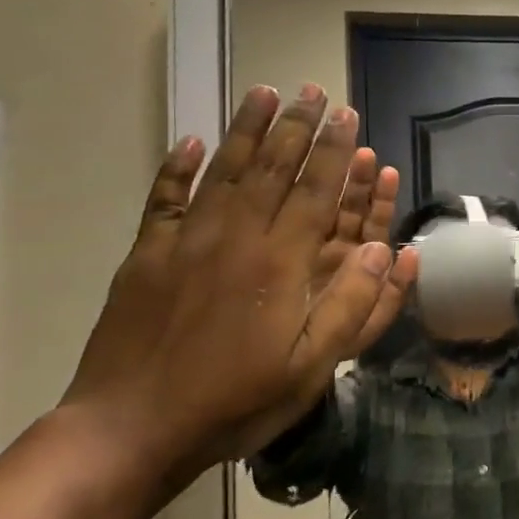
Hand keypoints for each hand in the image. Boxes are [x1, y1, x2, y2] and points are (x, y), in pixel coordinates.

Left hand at [62, 85, 418, 479]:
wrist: (131, 428)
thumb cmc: (234, 401)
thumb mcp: (311, 367)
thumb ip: (352, 305)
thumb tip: (387, 249)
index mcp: (281, 263)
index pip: (317, 191)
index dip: (336, 151)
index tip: (347, 115)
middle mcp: (236, 237)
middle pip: (273, 168)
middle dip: (297, 126)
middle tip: (312, 90)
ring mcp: (186, 241)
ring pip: (224, 171)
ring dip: (247, 130)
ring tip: (264, 93)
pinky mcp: (146, 256)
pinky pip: (164, 199)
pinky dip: (176, 167)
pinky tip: (190, 141)